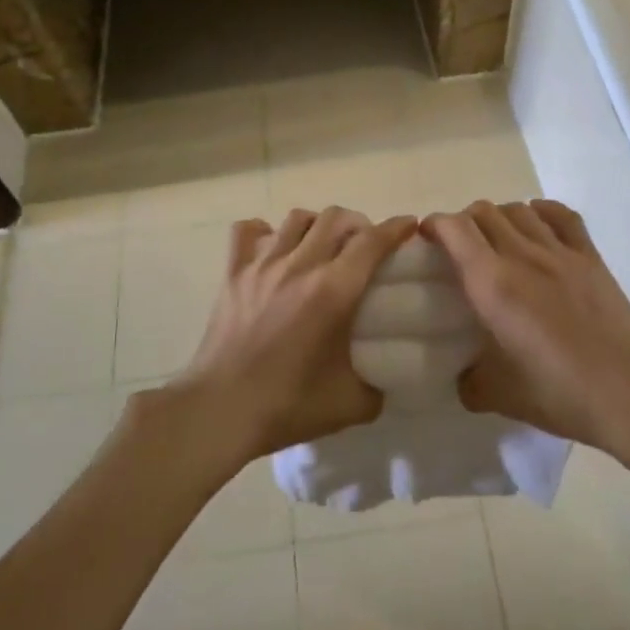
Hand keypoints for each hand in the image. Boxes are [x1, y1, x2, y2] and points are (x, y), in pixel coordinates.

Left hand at [173, 207, 417, 462]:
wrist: (220, 411)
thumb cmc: (288, 406)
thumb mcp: (351, 405)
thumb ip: (378, 387)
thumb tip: (385, 378)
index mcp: (334, 291)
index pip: (373, 241)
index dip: (396, 228)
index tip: (409, 226)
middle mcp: (300, 266)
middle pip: (337, 218)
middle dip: (360, 224)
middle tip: (366, 246)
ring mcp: (263, 265)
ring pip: (298, 218)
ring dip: (319, 225)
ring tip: (323, 246)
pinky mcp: (233, 273)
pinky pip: (247, 231)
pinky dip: (265, 232)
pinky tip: (273, 249)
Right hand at [422, 200, 629, 450]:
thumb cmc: (560, 393)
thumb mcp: (499, 396)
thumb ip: (470, 382)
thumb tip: (463, 375)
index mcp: (492, 284)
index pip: (454, 229)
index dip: (434, 225)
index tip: (426, 240)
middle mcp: (522, 256)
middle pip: (483, 212)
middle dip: (463, 222)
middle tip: (460, 249)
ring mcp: (560, 252)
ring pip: (518, 209)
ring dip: (499, 218)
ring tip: (497, 242)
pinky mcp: (590, 257)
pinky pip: (561, 215)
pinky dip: (541, 212)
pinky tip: (537, 226)